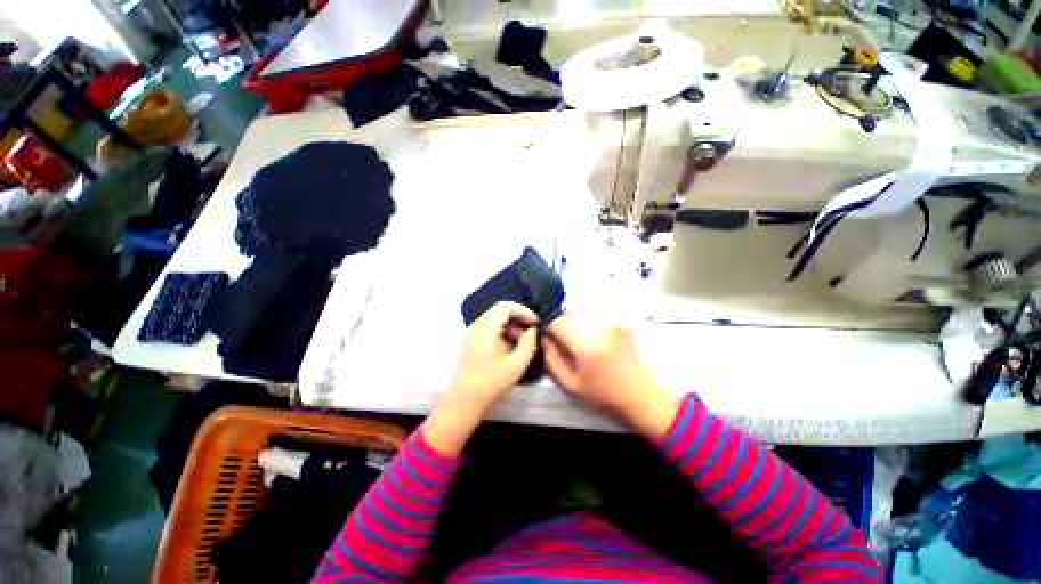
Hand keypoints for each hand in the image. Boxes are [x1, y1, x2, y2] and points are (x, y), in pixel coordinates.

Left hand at [423, 302, 538, 455]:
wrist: (465, 399)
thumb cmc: (491, 382)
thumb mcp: (517, 364)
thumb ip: (528, 344)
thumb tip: (532, 330)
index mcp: (486, 327)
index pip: (506, 306)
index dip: (523, 311)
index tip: (536, 322)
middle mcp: (477, 325)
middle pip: (500, 311)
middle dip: (519, 317)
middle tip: (532, 329)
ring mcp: (473, 333)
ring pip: (496, 320)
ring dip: (512, 326)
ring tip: (525, 340)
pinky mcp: (473, 341)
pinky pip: (490, 329)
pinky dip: (504, 332)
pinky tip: (512, 346)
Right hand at [544, 315, 679, 438]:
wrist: (641, 395)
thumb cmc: (604, 394)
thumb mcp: (571, 385)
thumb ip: (551, 360)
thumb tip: (543, 339)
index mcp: (585, 343)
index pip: (556, 321)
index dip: (546, 325)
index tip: (545, 334)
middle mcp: (598, 326)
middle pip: (568, 312)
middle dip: (560, 322)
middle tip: (561, 339)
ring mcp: (611, 322)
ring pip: (581, 312)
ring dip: (573, 321)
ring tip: (577, 341)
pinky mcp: (619, 323)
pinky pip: (595, 316)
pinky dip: (587, 323)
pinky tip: (593, 340)